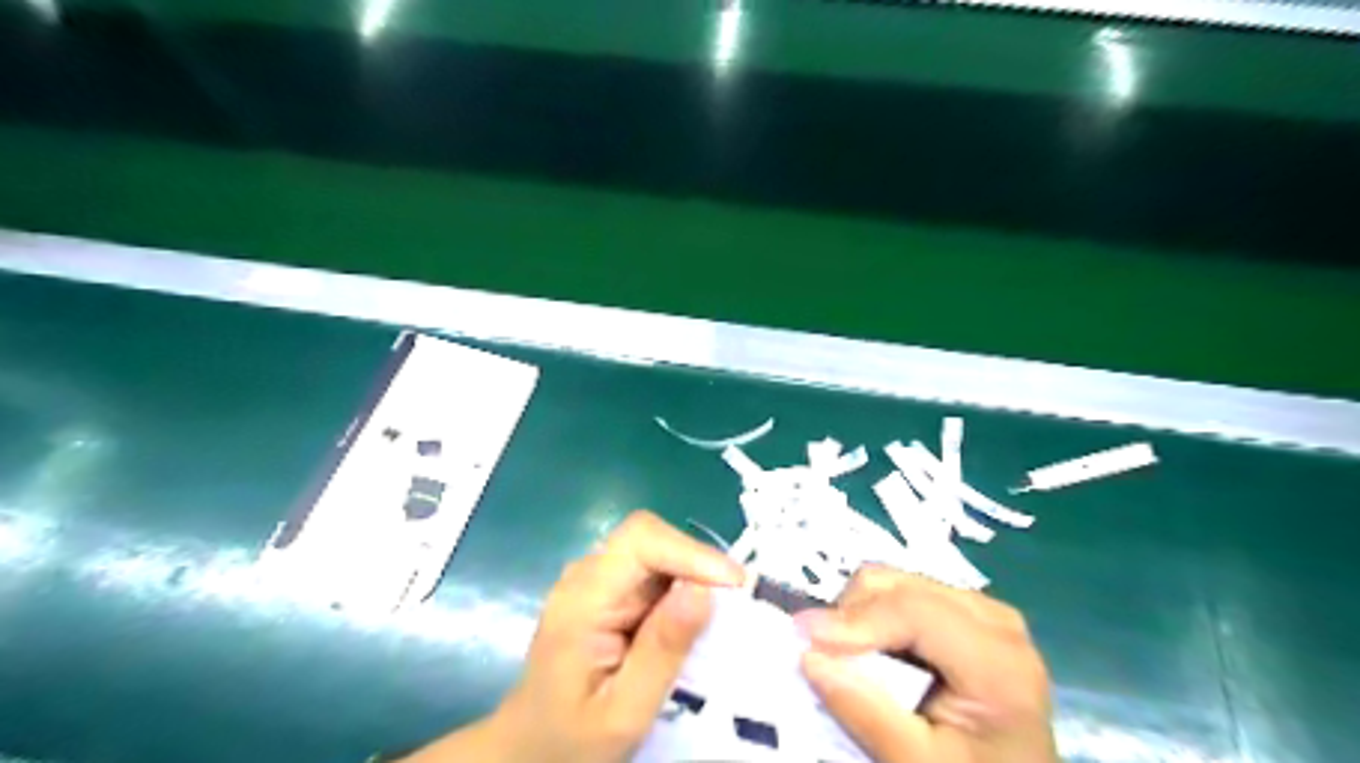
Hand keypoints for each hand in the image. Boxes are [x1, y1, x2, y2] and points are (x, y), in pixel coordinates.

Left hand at [403, 508, 741, 761]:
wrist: (527, 749)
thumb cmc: (571, 740)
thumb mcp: (623, 712)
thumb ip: (662, 651)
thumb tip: (704, 590)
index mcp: (582, 601)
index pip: (639, 540)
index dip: (690, 551)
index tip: (733, 586)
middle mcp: (585, 576)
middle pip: (649, 538)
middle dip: (697, 563)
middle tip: (736, 604)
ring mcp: (593, 580)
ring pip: (654, 550)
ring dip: (693, 573)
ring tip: (723, 613)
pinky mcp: (605, 590)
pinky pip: (651, 571)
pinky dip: (681, 587)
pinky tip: (694, 620)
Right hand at [792, 566, 1054, 761]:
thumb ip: (866, 711)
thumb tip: (808, 654)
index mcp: (997, 661)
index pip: (913, 612)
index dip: (853, 619)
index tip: (802, 637)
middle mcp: (993, 617)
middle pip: (897, 585)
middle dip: (851, 616)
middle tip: (828, 660)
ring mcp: (980, 607)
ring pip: (893, 580)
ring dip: (859, 615)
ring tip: (856, 662)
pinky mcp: (964, 609)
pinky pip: (902, 591)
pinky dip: (874, 616)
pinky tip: (879, 654)